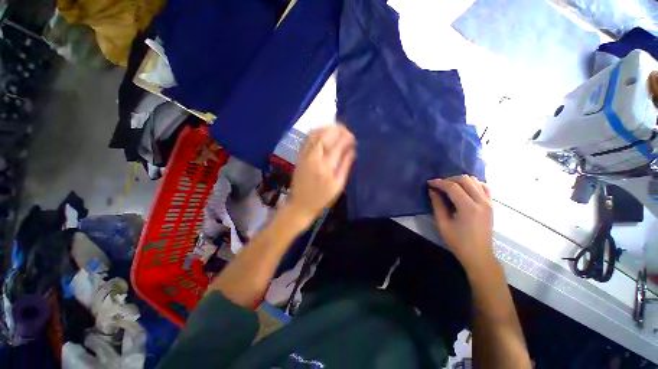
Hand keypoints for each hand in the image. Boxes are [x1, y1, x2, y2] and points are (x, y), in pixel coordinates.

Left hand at [287, 123, 355, 224]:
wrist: (300, 204)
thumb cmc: (322, 198)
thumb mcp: (338, 185)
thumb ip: (345, 166)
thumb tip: (353, 150)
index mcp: (326, 166)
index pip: (338, 145)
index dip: (347, 138)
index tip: (353, 137)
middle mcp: (314, 157)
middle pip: (325, 135)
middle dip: (337, 129)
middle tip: (346, 130)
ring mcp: (304, 155)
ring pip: (315, 134)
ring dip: (326, 128)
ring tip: (337, 129)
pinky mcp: (299, 156)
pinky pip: (307, 139)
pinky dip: (316, 132)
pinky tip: (323, 132)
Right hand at [428, 175, 494, 270]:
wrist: (479, 255)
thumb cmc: (458, 242)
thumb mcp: (443, 224)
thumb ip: (437, 205)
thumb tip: (432, 191)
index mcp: (468, 208)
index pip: (453, 187)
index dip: (439, 182)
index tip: (429, 183)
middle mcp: (481, 202)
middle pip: (465, 180)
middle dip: (449, 179)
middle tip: (439, 185)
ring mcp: (489, 203)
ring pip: (475, 181)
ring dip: (461, 181)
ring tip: (450, 187)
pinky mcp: (491, 205)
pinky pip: (484, 187)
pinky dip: (473, 184)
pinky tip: (464, 189)